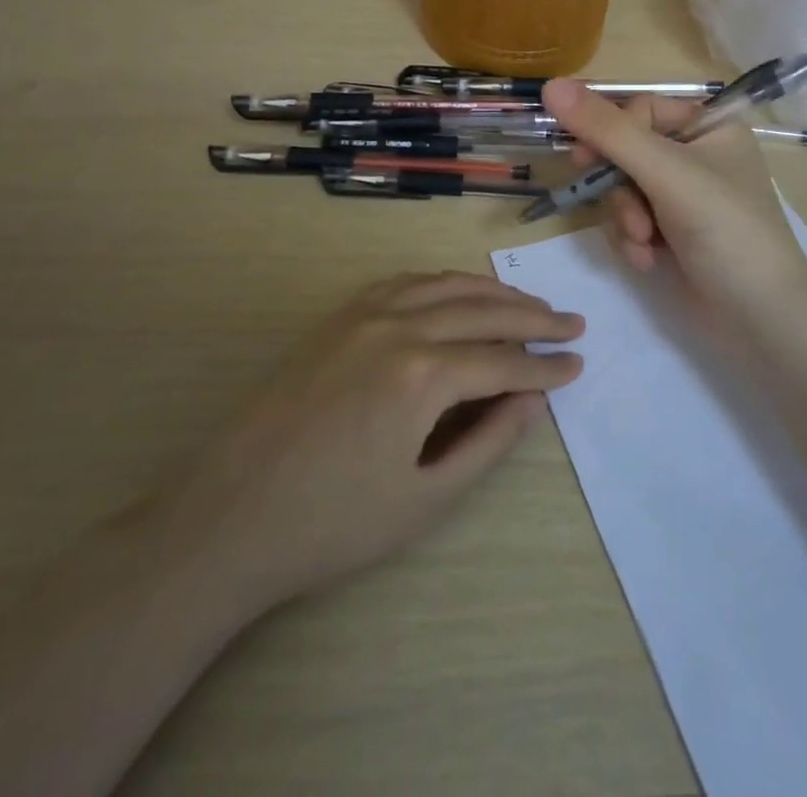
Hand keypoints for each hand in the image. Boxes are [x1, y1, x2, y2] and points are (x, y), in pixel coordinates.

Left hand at [169, 273, 582, 615]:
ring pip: (446, 286)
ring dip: (493, 292)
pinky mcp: (339, 316)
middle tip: (572, 322)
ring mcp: (364, 313)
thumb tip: (532, 400)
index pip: (503, 360)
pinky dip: (444, 283)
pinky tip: (459, 292)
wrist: (228, 516)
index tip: (578, 364)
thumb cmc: (331, 524)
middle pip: (482, 310)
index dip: (546, 366)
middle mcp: (398, 326)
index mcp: (422, 375)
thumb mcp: (423, 499)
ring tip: (528, 304)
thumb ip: (487, 443)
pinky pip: (406, 282)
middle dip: (533, 317)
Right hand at [541, 79, 806, 330]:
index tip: (584, 158)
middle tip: (618, 206)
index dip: (612, 133)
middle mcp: (698, 155)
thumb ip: (607, 129)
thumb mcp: (665, 172)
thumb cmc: (725, 229)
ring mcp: (686, 197)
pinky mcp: (675, 233)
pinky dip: (634, 240)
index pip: (640, 109)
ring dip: (626, 218)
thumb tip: (551, 86)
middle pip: (627, 151)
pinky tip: (649, 261)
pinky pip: (633, 220)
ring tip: (645, 243)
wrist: (762, 320)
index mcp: (710, 126)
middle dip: (620, 188)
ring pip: (624, 189)